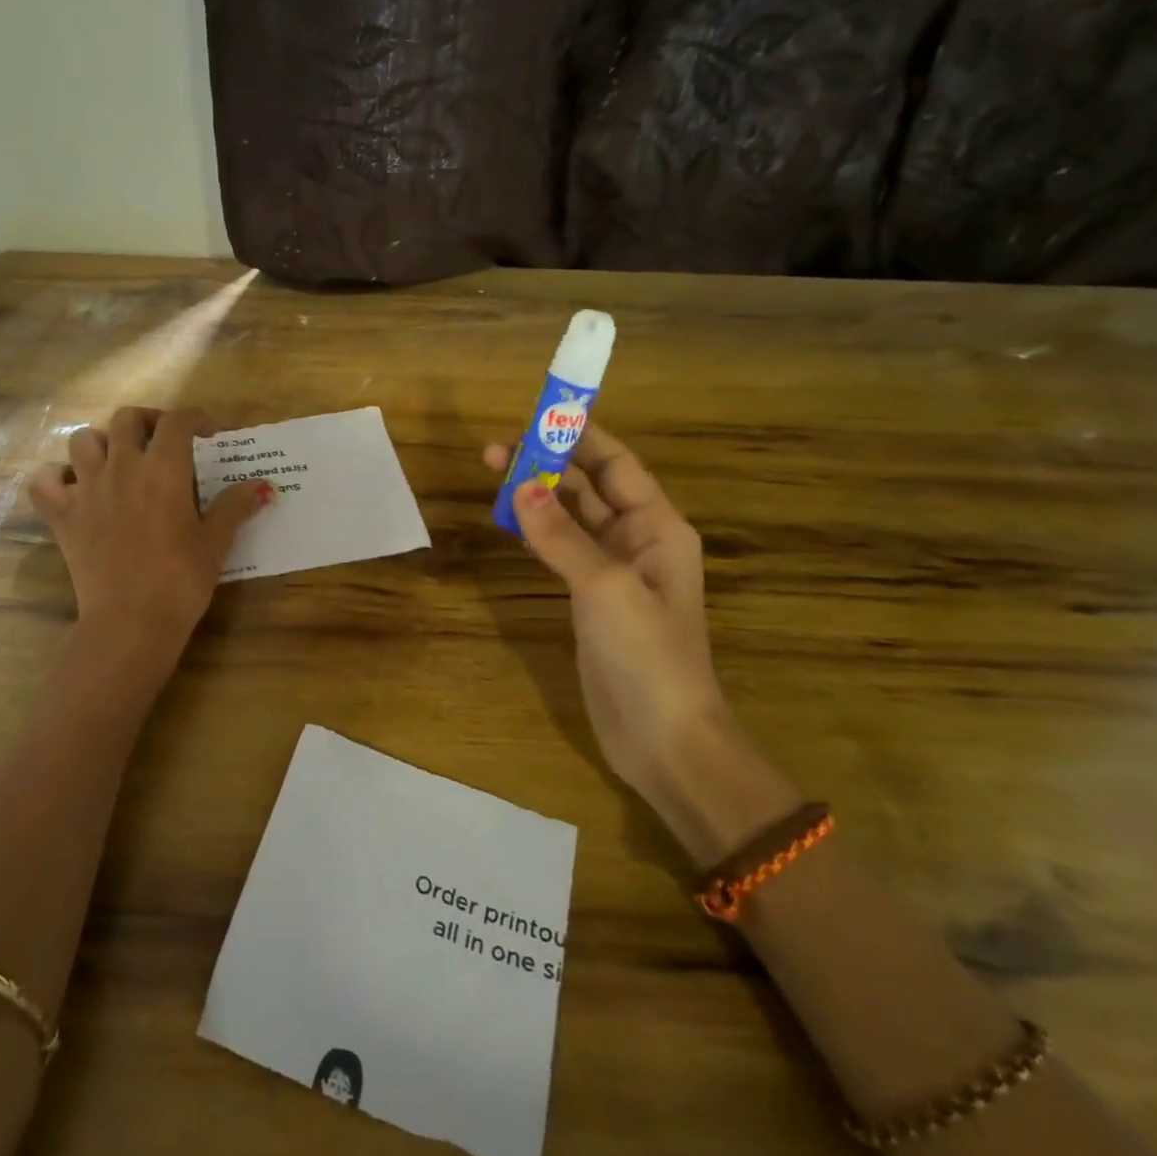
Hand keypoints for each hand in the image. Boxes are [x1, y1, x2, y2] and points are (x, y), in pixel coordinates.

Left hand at [34, 407, 271, 645]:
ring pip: (83, 440)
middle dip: (148, 421)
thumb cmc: (180, 580)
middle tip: (163, 442)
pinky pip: (43, 481)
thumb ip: (235, 506)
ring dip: (102, 443)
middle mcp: (122, 467)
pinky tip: (73, 488)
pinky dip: (55, 477)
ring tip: (119, 462)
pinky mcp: (62, 516)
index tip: (209, 435)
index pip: (178, 421)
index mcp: (163, 470)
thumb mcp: (215, 542)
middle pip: (126, 418)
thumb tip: (263, 486)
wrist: (131, 622)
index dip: (196, 419)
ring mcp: (86, 489)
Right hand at [485, 425, 732, 806]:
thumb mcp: (605, 586)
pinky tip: (511, 523)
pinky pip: (562, 550)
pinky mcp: (591, 599)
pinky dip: (537, 532)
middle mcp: (638, 540)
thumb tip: (521, 487)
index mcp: (657, 527)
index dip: (580, 437)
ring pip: (572, 518)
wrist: (663, 738)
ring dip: (538, 497)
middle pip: (589, 487)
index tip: (536, 417)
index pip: (616, 464)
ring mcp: (614, 571)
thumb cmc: (647, 655)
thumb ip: (562, 535)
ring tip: (493, 478)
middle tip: (493, 451)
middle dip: (547, 464)